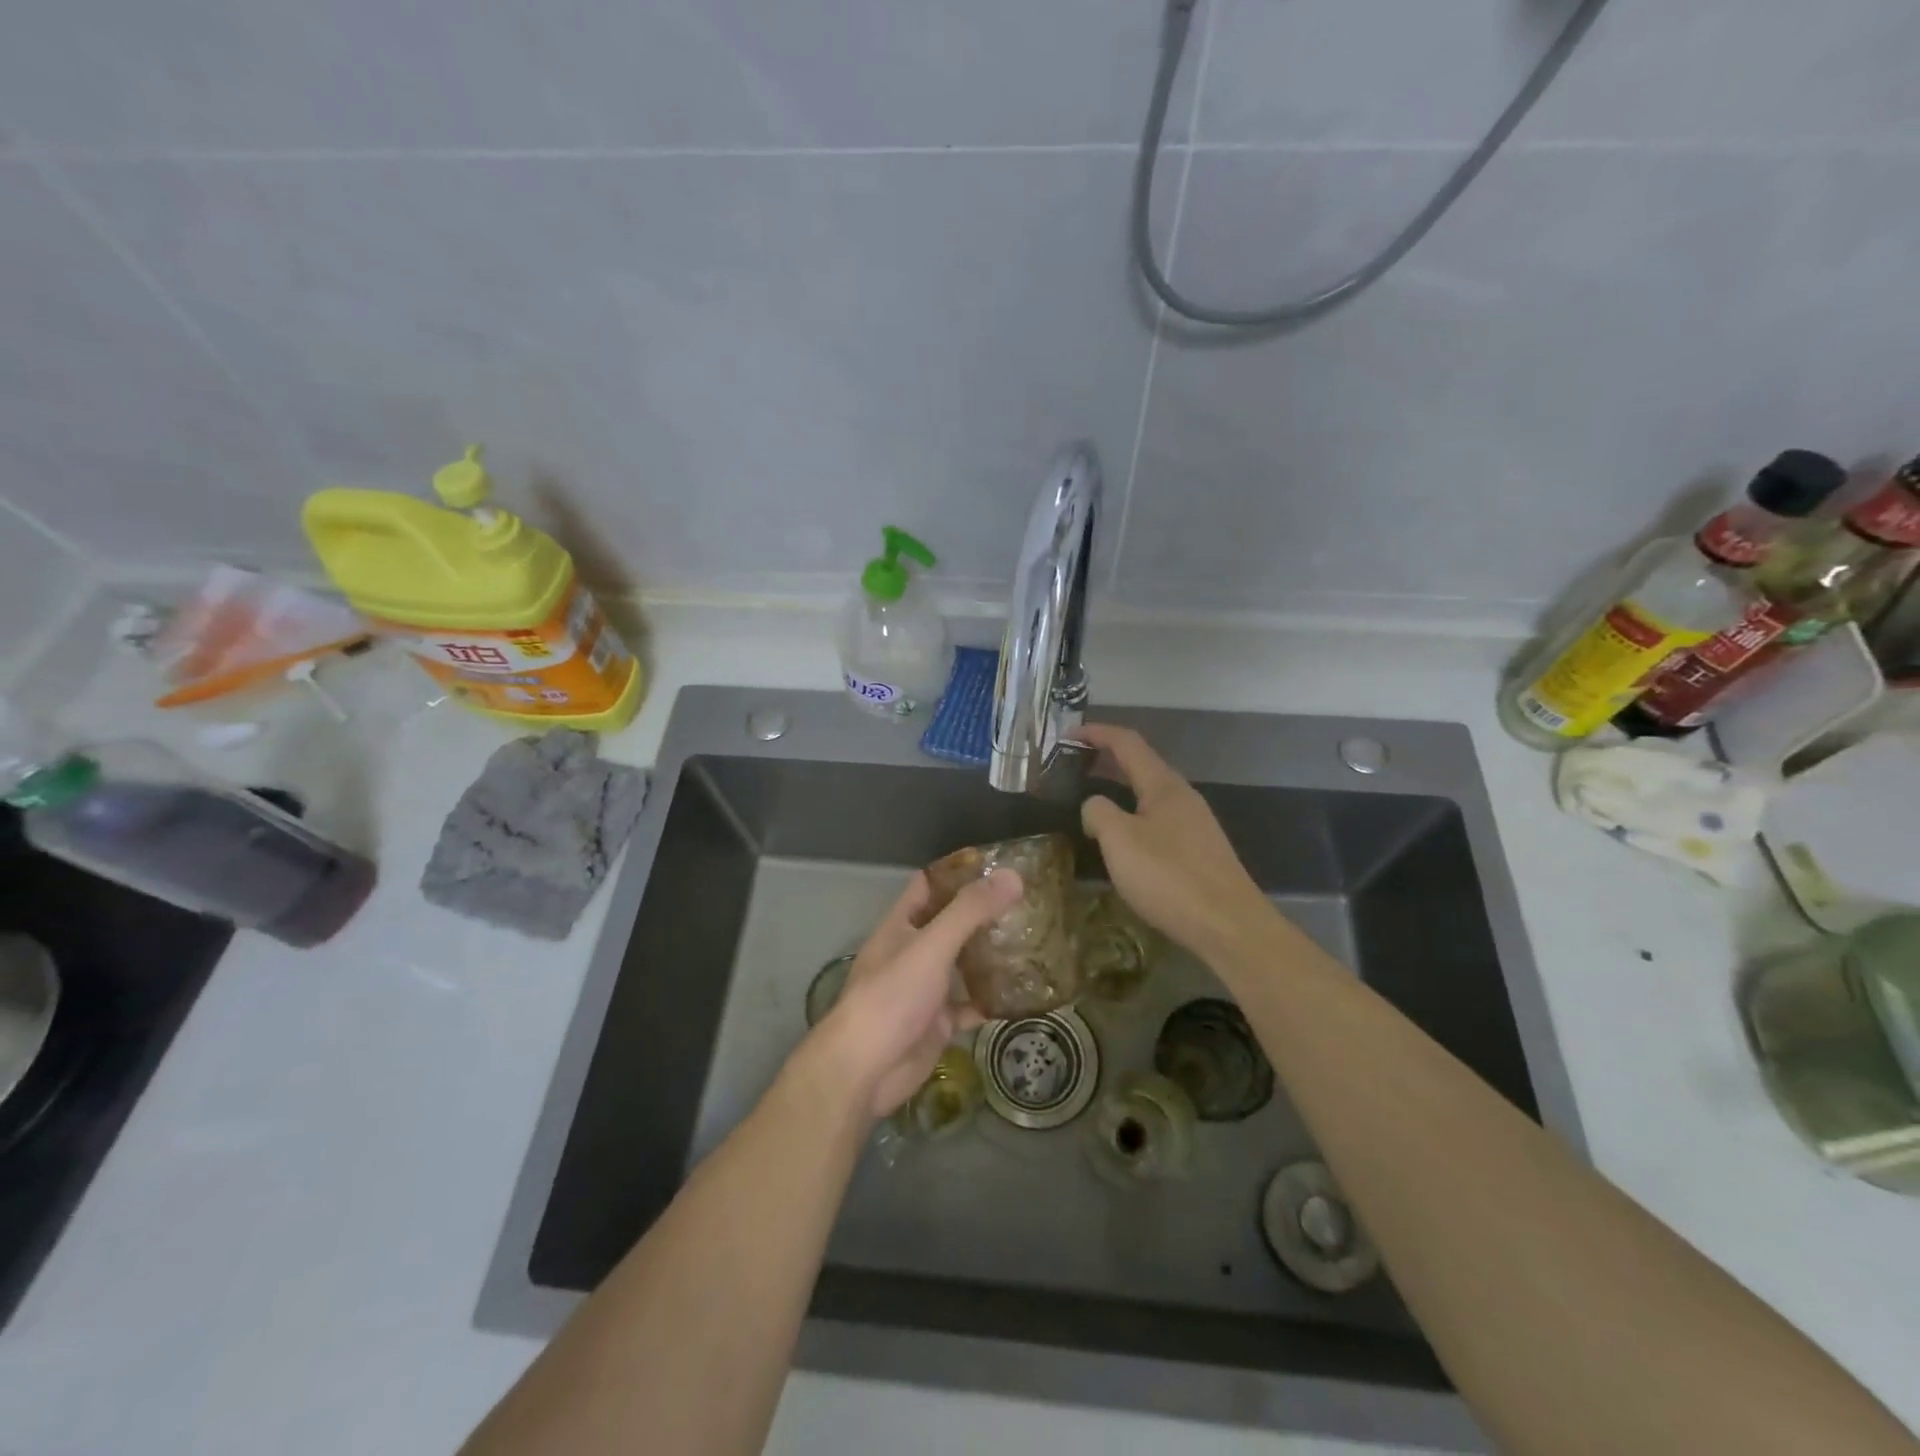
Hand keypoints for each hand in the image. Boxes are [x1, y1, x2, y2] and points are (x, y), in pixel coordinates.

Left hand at [808, 868, 1022, 1118]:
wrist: (865, 1070)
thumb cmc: (892, 997)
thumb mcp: (931, 946)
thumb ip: (970, 911)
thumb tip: (1013, 876)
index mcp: (902, 925)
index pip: (930, 885)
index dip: (959, 872)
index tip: (1000, 865)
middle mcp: (913, 951)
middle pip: (950, 923)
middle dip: (983, 914)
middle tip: (1028, 902)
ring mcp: (926, 988)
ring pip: (962, 964)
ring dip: (990, 955)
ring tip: (1032, 940)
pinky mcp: (938, 1023)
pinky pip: (970, 1005)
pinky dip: (991, 999)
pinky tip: (1022, 993)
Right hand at [1074, 723, 1274, 963]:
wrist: (1229, 926)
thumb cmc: (1169, 877)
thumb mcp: (1119, 840)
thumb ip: (1098, 812)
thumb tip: (1094, 806)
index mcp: (1163, 785)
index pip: (1127, 742)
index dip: (1096, 733)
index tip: (1066, 736)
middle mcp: (1182, 796)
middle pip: (1140, 764)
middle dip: (1105, 759)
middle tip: (1071, 766)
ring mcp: (1194, 823)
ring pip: (1149, 793)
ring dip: (1118, 787)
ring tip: (1089, 799)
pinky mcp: (1198, 850)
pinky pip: (1157, 817)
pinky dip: (1132, 812)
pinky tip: (1121, 837)